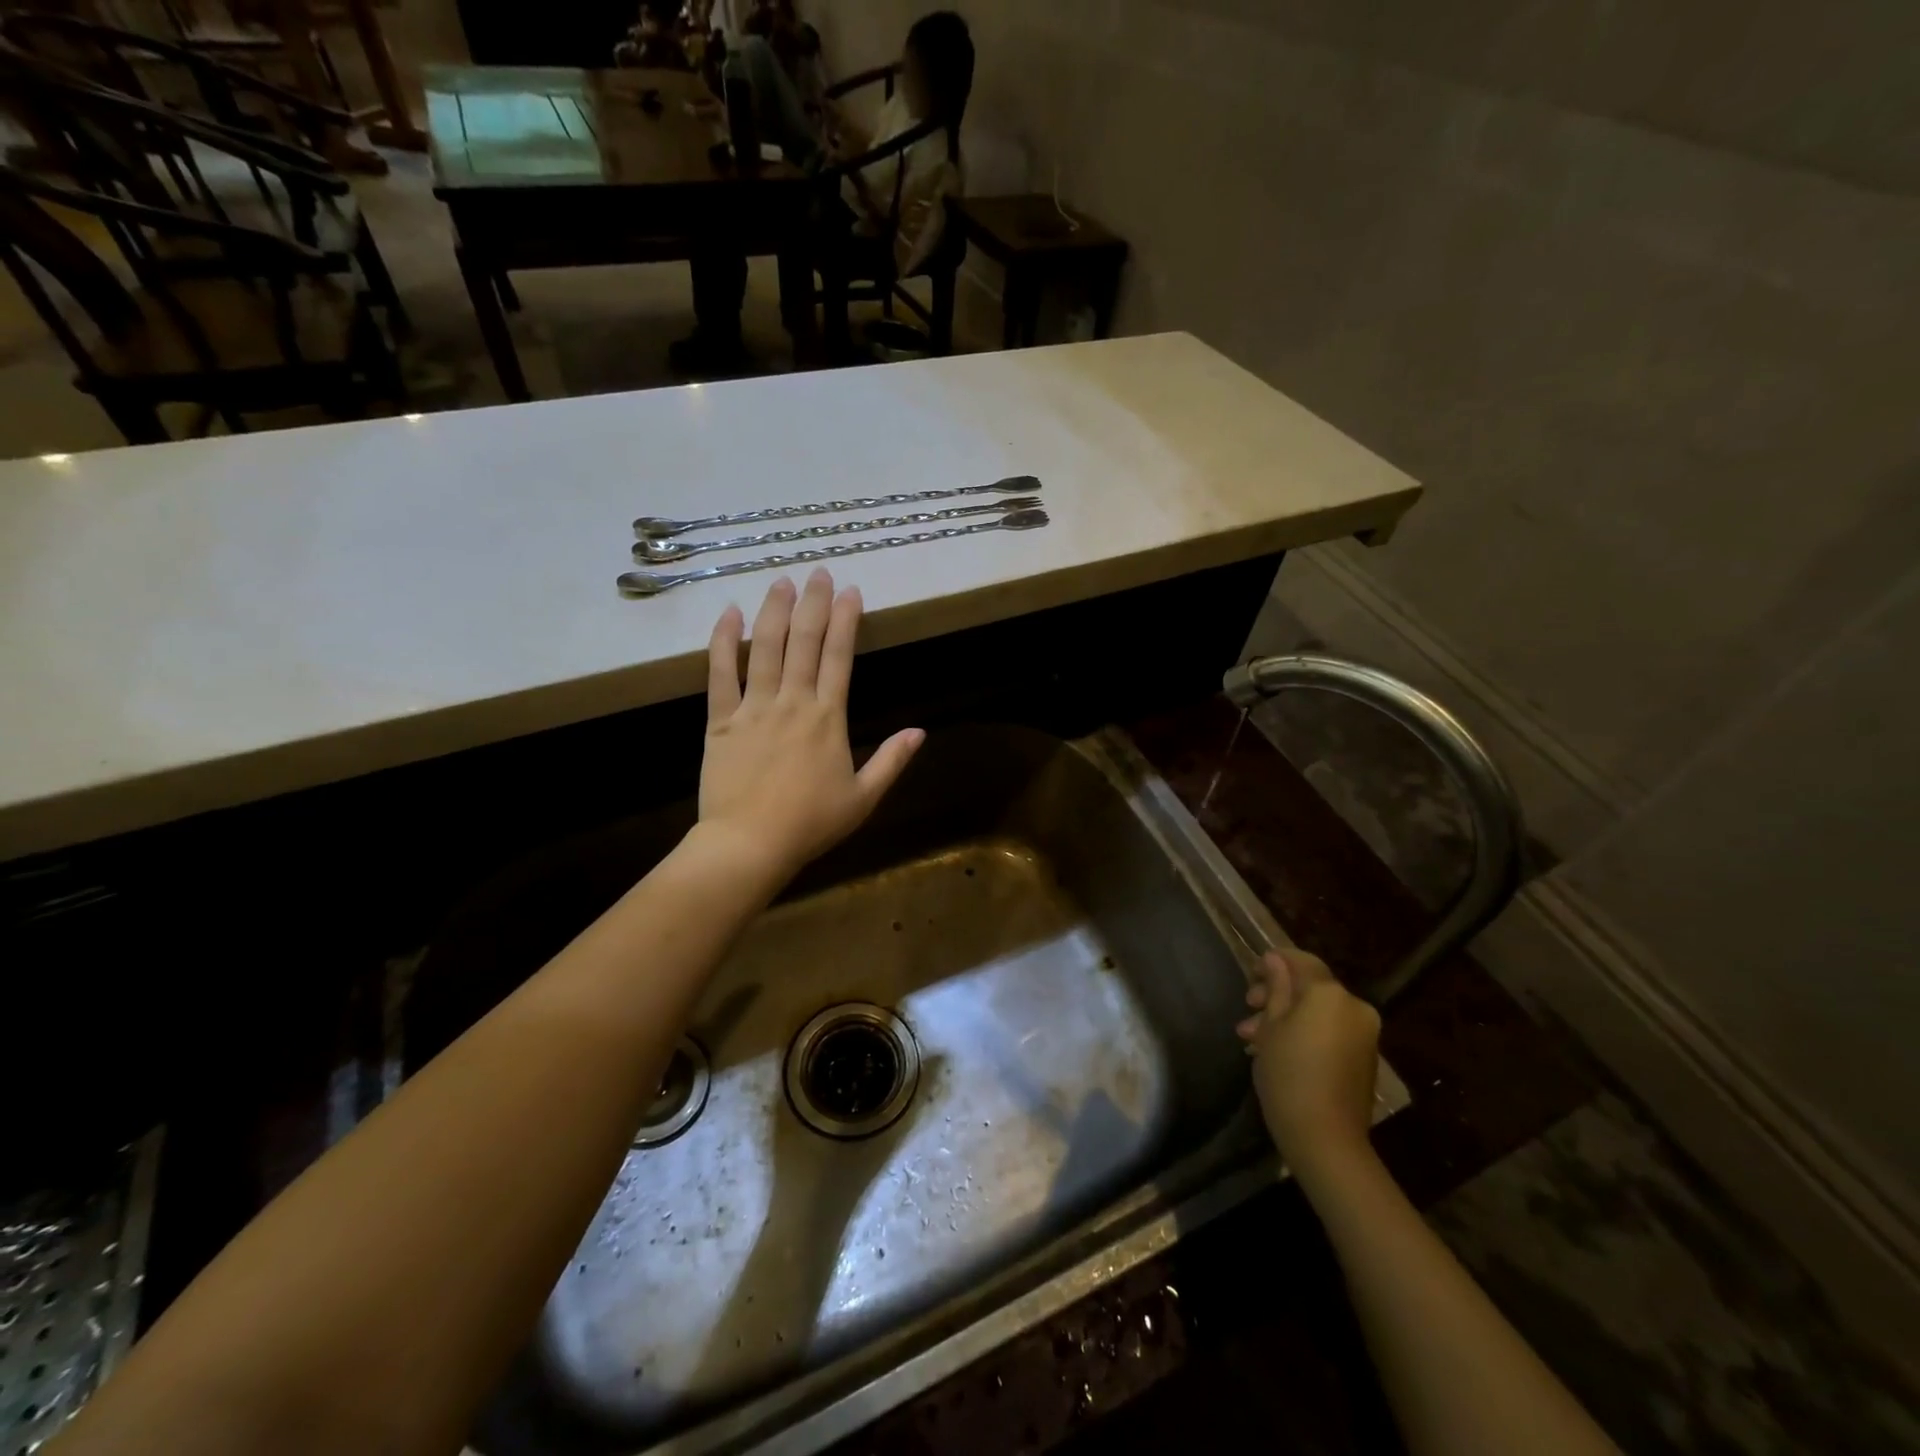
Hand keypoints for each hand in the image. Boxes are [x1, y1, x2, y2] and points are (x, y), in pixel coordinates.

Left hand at [699, 571, 923, 884]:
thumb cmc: (810, 824)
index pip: (839, 657)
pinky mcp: (721, 719)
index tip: (850, 591)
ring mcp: (754, 707)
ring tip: (781, 581)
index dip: (845, 621)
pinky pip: (720, 673)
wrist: (749, 843)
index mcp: (828, 718)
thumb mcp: (863, 798)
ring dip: (774, 611)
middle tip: (818, 572)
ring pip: (765, 648)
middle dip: (813, 603)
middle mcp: (792, 702)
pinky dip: (723, 642)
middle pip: (804, 642)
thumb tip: (920, 731)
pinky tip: (729, 614)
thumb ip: (891, 761)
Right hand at [1236, 948, 1380, 1176]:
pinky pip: (1330, 1032)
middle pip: (1310, 987)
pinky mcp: (1364, 1058)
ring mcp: (1364, 1034)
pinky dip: (1305, 1033)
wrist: (1326, 1138)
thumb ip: (1276, 988)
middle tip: (1248, 1008)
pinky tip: (1277, 1051)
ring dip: (1286, 1017)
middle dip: (1277, 995)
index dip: (1275, 961)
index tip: (1251, 974)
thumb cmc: (1289, 1073)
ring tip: (1252, 1038)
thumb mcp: (1271, 1026)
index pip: (1302, 961)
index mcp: (1330, 994)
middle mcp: (1354, 1007)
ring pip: (1318, 1012)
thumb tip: (1274, 959)